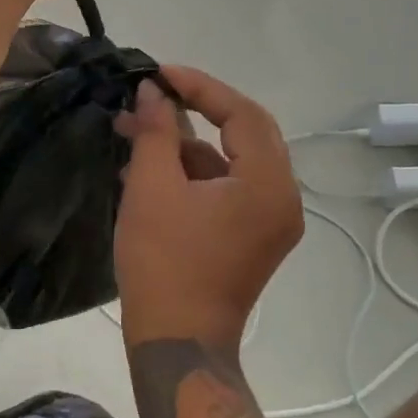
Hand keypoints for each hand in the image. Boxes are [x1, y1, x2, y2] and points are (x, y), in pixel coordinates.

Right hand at [114, 67, 303, 348]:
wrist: (177, 343)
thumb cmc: (164, 263)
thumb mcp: (152, 188)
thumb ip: (155, 131)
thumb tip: (151, 92)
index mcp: (268, 184)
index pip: (242, 113)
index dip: (200, 86)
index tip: (158, 74)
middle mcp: (283, 198)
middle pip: (245, 132)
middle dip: (197, 109)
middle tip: (155, 95)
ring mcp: (271, 221)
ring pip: (232, 161)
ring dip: (188, 144)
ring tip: (135, 132)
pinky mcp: (253, 237)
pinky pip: (228, 188)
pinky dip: (194, 173)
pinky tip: (149, 168)